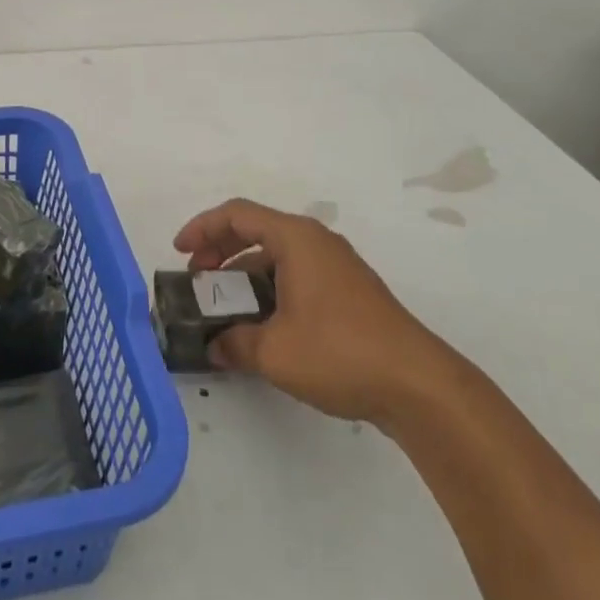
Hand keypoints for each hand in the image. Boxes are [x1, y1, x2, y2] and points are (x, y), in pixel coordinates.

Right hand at [174, 199, 451, 427]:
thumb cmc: (340, 353)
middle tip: (197, 277)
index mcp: (296, 238)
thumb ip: (235, 342)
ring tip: (225, 303)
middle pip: (257, 229)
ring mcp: (337, 266)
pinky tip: (263, 321)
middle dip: (220, 249)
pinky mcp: (349, 291)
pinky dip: (270, 285)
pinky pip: (297, 273)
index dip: (202, 228)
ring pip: (278, 253)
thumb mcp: (274, 351)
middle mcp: (316, 241)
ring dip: (245, 271)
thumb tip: (214, 345)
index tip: (180, 252)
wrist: (419, 385)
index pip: (237, 214)